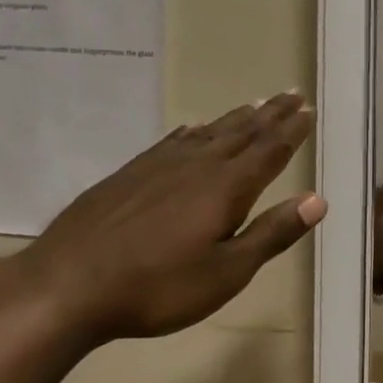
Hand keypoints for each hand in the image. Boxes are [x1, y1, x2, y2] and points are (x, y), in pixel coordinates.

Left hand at [17, 92, 323, 344]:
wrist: (66, 286)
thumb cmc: (158, 287)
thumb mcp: (227, 272)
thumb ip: (271, 233)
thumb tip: (316, 200)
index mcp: (226, 189)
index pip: (269, 151)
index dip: (291, 131)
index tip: (308, 111)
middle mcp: (196, 166)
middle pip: (241, 133)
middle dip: (270, 114)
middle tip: (291, 94)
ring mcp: (158, 167)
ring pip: (207, 133)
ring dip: (235, 118)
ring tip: (255, 104)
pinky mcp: (128, 175)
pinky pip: (172, 141)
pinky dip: (191, 131)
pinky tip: (192, 128)